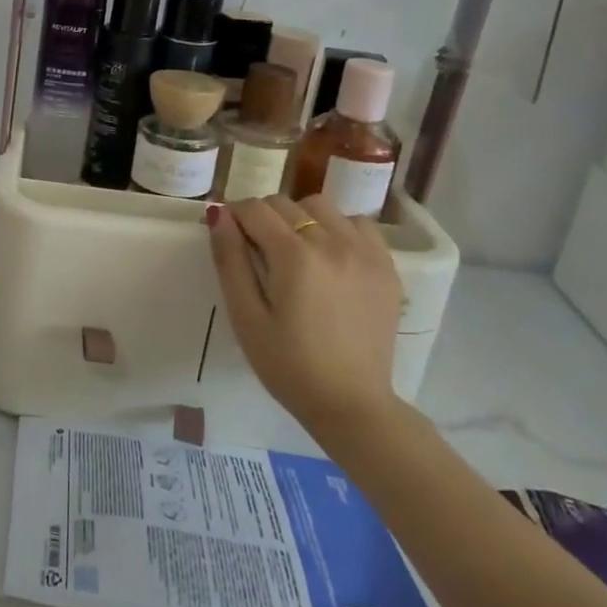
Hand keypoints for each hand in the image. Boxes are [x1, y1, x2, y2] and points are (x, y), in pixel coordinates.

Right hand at [208, 193, 404, 439]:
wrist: (351, 403)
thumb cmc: (287, 364)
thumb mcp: (246, 316)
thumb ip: (230, 260)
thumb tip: (218, 214)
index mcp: (295, 256)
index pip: (255, 209)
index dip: (234, 216)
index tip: (228, 236)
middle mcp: (334, 243)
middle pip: (286, 203)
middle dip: (263, 218)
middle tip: (256, 251)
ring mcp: (366, 252)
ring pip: (322, 206)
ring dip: (300, 218)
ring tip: (294, 251)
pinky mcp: (387, 266)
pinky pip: (359, 224)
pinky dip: (338, 228)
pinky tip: (329, 256)